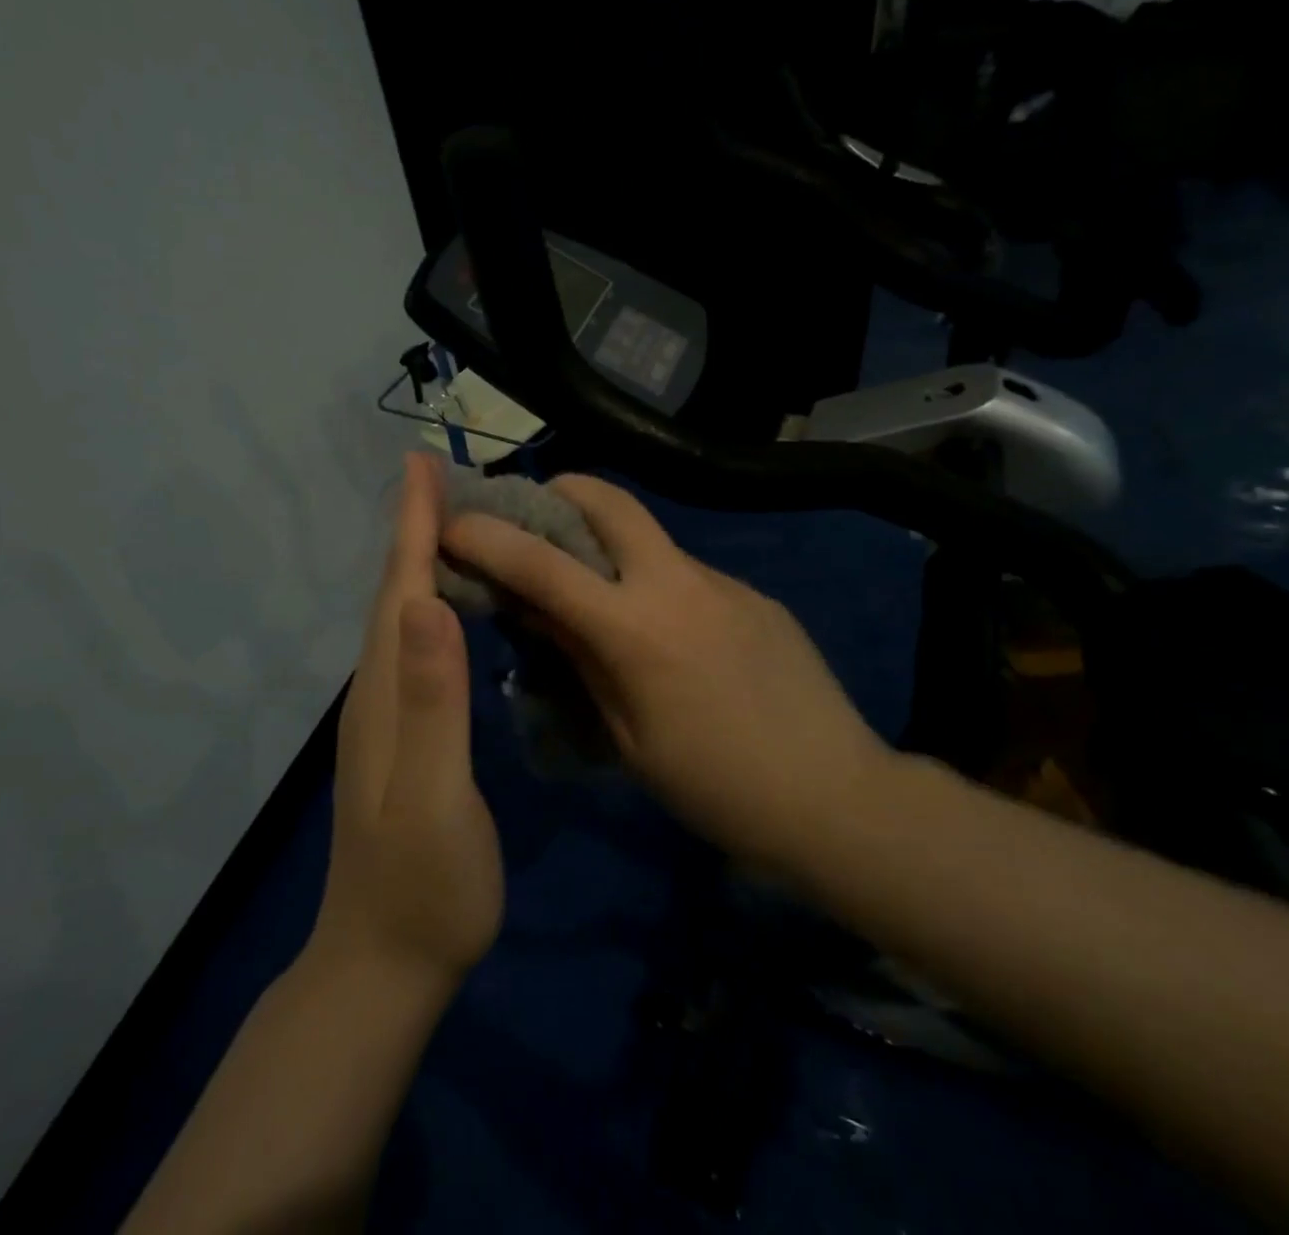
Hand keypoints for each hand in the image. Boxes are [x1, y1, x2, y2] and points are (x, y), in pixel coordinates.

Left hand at [311, 454, 503, 991]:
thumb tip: (430, 603)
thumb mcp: (434, 798)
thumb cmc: (424, 887)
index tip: (421, 464)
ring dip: (418, 561)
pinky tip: (447, 606)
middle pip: (394, 592)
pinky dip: (427, 606)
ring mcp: (384, 716)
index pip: (401, 590)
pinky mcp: (399, 736)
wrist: (384, 964)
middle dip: (413, 528)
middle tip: (440, 476)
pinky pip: (411, 647)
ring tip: (448, 522)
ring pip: (399, 617)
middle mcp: (377, 692)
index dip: (412, 525)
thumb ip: (432, 703)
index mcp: (387, 694)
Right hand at [441, 475, 891, 875]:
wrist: (836, 797)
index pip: (542, 564)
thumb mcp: (627, 736)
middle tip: (532, 515)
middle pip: (609, 499)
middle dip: (560, 490)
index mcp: (635, 629)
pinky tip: (666, 631)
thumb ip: (579, 658)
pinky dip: (654, 581)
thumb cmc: (716, 787)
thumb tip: (532, 609)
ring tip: (594, 586)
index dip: (488, 536)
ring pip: (649, 536)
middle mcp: (678, 583)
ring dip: (608, 542)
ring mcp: (722, 582)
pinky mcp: (753, 594)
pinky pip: (687, 572)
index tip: (451, 521)